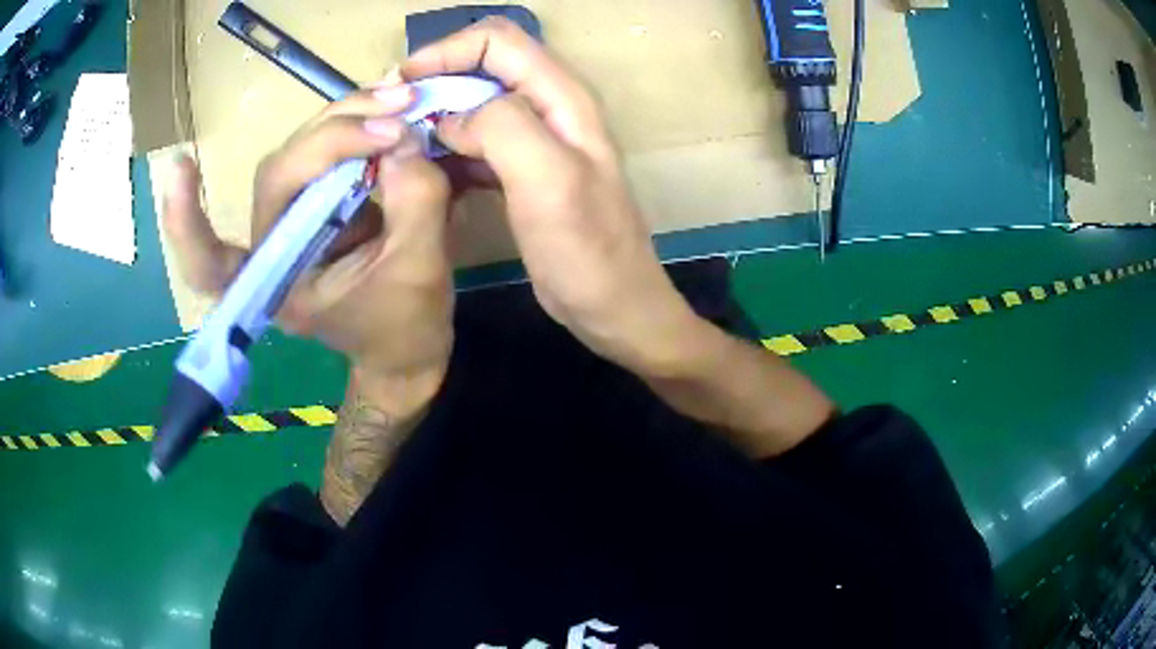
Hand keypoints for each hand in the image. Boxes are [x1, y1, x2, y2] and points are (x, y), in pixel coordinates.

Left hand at [163, 85, 454, 397]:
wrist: (409, 342)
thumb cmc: (405, 327)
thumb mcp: (419, 272)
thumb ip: (414, 203)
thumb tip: (403, 137)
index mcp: (278, 284)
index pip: (213, 262)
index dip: (187, 224)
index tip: (181, 167)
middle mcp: (274, 246)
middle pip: (278, 173)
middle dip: (333, 136)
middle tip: (396, 113)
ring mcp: (295, 219)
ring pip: (300, 151)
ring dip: (347, 120)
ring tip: (400, 102)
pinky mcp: (319, 200)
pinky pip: (324, 152)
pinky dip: (351, 126)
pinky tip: (377, 107)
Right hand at [402, 18, 705, 374]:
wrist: (613, 305)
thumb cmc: (587, 251)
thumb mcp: (549, 181)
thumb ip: (502, 128)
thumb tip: (452, 116)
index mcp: (562, 96)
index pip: (498, 40)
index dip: (447, 51)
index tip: (403, 84)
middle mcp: (550, 106)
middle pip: (483, 65)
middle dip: (435, 80)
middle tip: (392, 116)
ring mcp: (536, 139)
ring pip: (474, 103)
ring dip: (435, 115)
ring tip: (398, 143)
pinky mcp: (521, 170)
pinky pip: (475, 142)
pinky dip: (446, 148)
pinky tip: (424, 171)